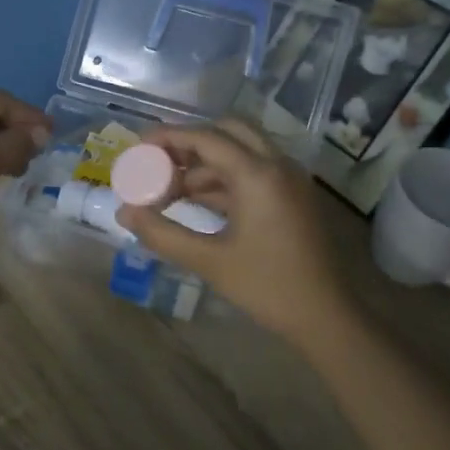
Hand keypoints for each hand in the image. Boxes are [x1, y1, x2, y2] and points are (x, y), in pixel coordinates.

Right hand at [116, 120, 357, 343]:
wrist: (326, 317)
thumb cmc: (268, 286)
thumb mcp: (209, 261)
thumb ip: (162, 234)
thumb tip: (124, 214)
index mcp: (258, 174)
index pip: (206, 138)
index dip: (168, 137)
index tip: (138, 146)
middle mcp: (277, 165)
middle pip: (227, 132)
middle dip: (189, 143)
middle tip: (158, 163)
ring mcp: (288, 179)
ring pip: (240, 152)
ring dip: (204, 164)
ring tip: (168, 191)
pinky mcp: (292, 196)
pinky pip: (253, 172)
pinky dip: (223, 179)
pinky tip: (197, 202)